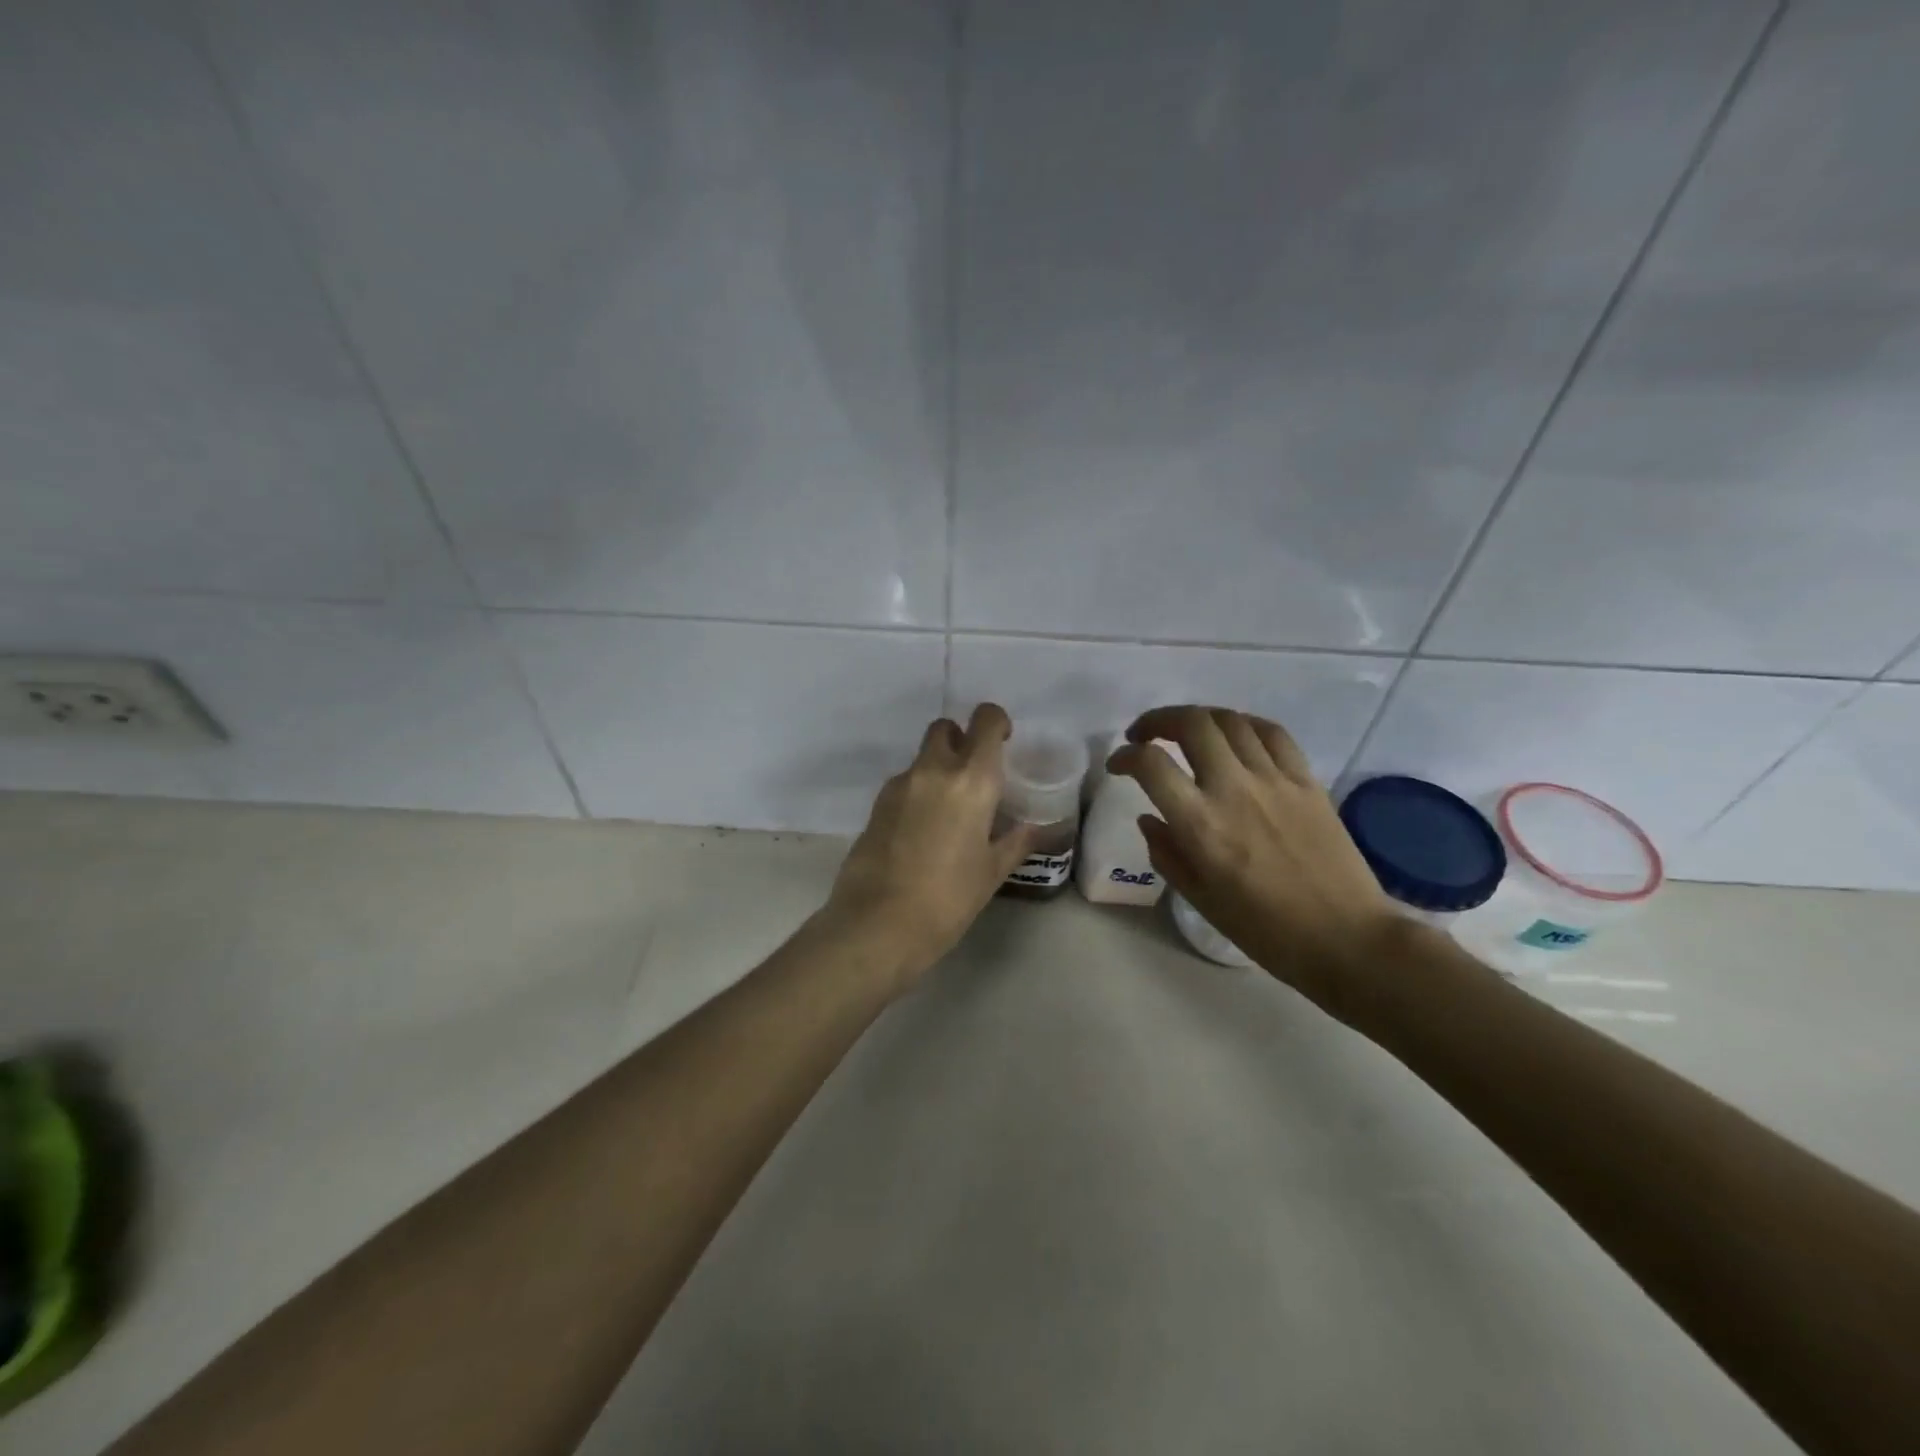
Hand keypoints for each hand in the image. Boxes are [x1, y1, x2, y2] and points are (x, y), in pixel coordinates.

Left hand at [824, 703, 1036, 990]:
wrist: (877, 925)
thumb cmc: (947, 899)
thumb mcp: (991, 873)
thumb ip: (1015, 842)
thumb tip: (1036, 829)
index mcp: (971, 780)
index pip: (984, 721)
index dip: (996, 723)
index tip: (1004, 743)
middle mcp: (933, 770)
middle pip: (945, 729)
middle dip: (961, 740)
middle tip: (974, 776)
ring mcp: (899, 786)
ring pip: (922, 757)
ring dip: (938, 769)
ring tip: (949, 813)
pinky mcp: (875, 805)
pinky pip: (904, 784)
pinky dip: (918, 793)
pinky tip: (923, 831)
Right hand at [1107, 706, 1400, 1020]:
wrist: (1345, 938)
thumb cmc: (1265, 929)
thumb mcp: (1200, 899)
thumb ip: (1167, 853)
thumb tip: (1149, 818)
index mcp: (1201, 824)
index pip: (1151, 765)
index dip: (1125, 756)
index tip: (1118, 765)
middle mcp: (1234, 788)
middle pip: (1191, 724)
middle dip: (1158, 720)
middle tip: (1145, 735)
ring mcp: (1274, 779)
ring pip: (1230, 720)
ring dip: (1199, 717)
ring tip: (1187, 731)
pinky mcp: (1306, 780)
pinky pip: (1272, 733)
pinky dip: (1244, 724)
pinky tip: (1235, 735)